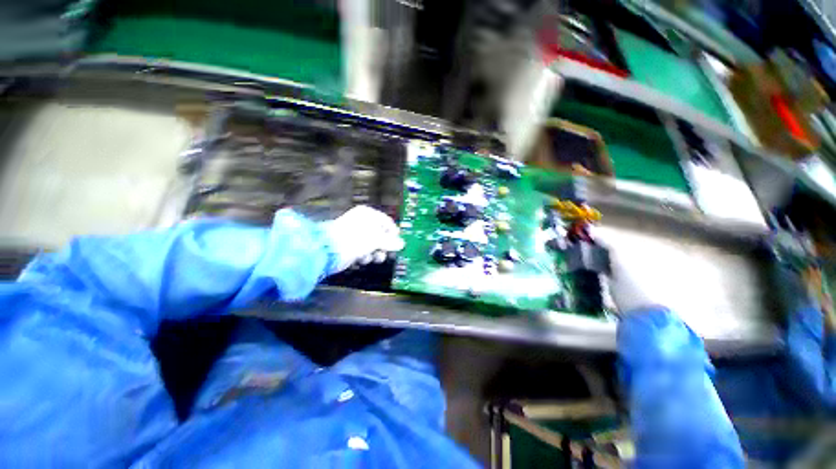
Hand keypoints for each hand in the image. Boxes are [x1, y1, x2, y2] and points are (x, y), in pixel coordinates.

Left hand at [321, 206, 404, 273]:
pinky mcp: (351, 246)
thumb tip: (402, 244)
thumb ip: (391, 242)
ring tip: (373, 257)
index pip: (387, 222)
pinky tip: (361, 258)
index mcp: (369, 214)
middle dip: (384, 246)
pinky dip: (364, 256)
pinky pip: (364, 251)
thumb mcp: (376, 239)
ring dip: (375, 253)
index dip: (394, 234)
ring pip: (374, 245)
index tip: (398, 245)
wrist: (328, 251)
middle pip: (381, 235)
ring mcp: (356, 234)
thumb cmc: (354, 239)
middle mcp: (363, 222)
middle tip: (386, 253)